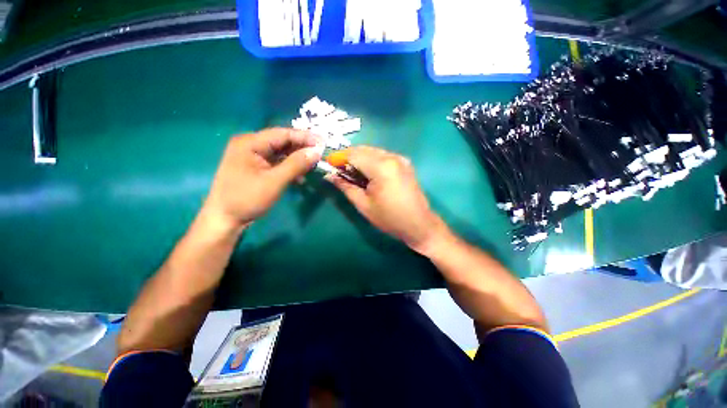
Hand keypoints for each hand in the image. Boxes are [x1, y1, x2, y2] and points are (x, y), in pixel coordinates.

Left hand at [202, 128, 323, 230]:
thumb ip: (296, 164)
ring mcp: (252, 156)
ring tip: (314, 164)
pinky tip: (300, 176)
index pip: (283, 134)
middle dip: (302, 148)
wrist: (225, 220)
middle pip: (282, 142)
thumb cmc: (247, 199)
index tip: (324, 142)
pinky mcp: (255, 167)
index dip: (305, 137)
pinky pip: (276, 163)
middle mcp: (250, 145)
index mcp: (250, 143)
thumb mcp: (275, 181)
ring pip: (281, 153)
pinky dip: (289, 168)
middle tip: (321, 154)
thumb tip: (317, 151)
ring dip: (297, 159)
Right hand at [325, 146, 445, 252]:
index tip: (328, 166)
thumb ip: (345, 187)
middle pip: (363, 149)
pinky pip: (383, 155)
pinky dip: (371, 161)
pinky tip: (368, 174)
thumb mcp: (363, 204)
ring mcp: (400, 158)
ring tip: (353, 175)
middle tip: (339, 172)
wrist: (419, 224)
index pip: (353, 154)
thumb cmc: (389, 218)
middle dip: (348, 157)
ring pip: (373, 151)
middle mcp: (391, 157)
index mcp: (381, 167)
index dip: (338, 158)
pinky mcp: (405, 163)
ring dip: (360, 159)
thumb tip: (329, 176)